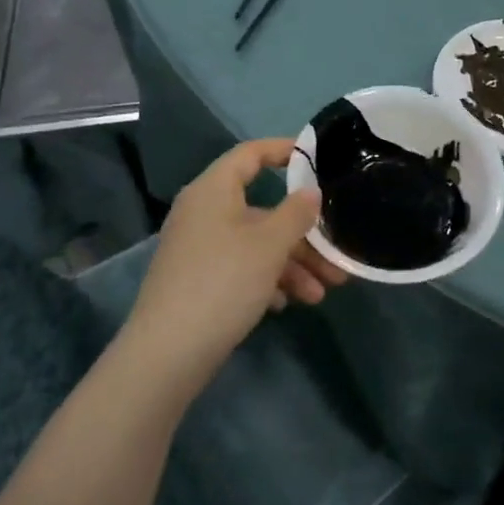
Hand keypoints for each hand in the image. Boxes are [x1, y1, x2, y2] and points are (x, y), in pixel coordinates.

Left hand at [120, 139, 342, 398]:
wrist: (167, 354)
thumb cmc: (224, 282)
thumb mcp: (270, 244)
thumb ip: (296, 213)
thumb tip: (311, 192)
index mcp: (214, 190)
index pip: (250, 154)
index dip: (283, 150)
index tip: (317, 159)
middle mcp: (203, 213)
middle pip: (262, 209)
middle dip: (302, 233)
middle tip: (335, 254)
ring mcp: (198, 248)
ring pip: (255, 244)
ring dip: (292, 264)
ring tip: (322, 292)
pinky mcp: (197, 281)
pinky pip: (240, 267)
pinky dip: (267, 280)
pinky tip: (288, 303)